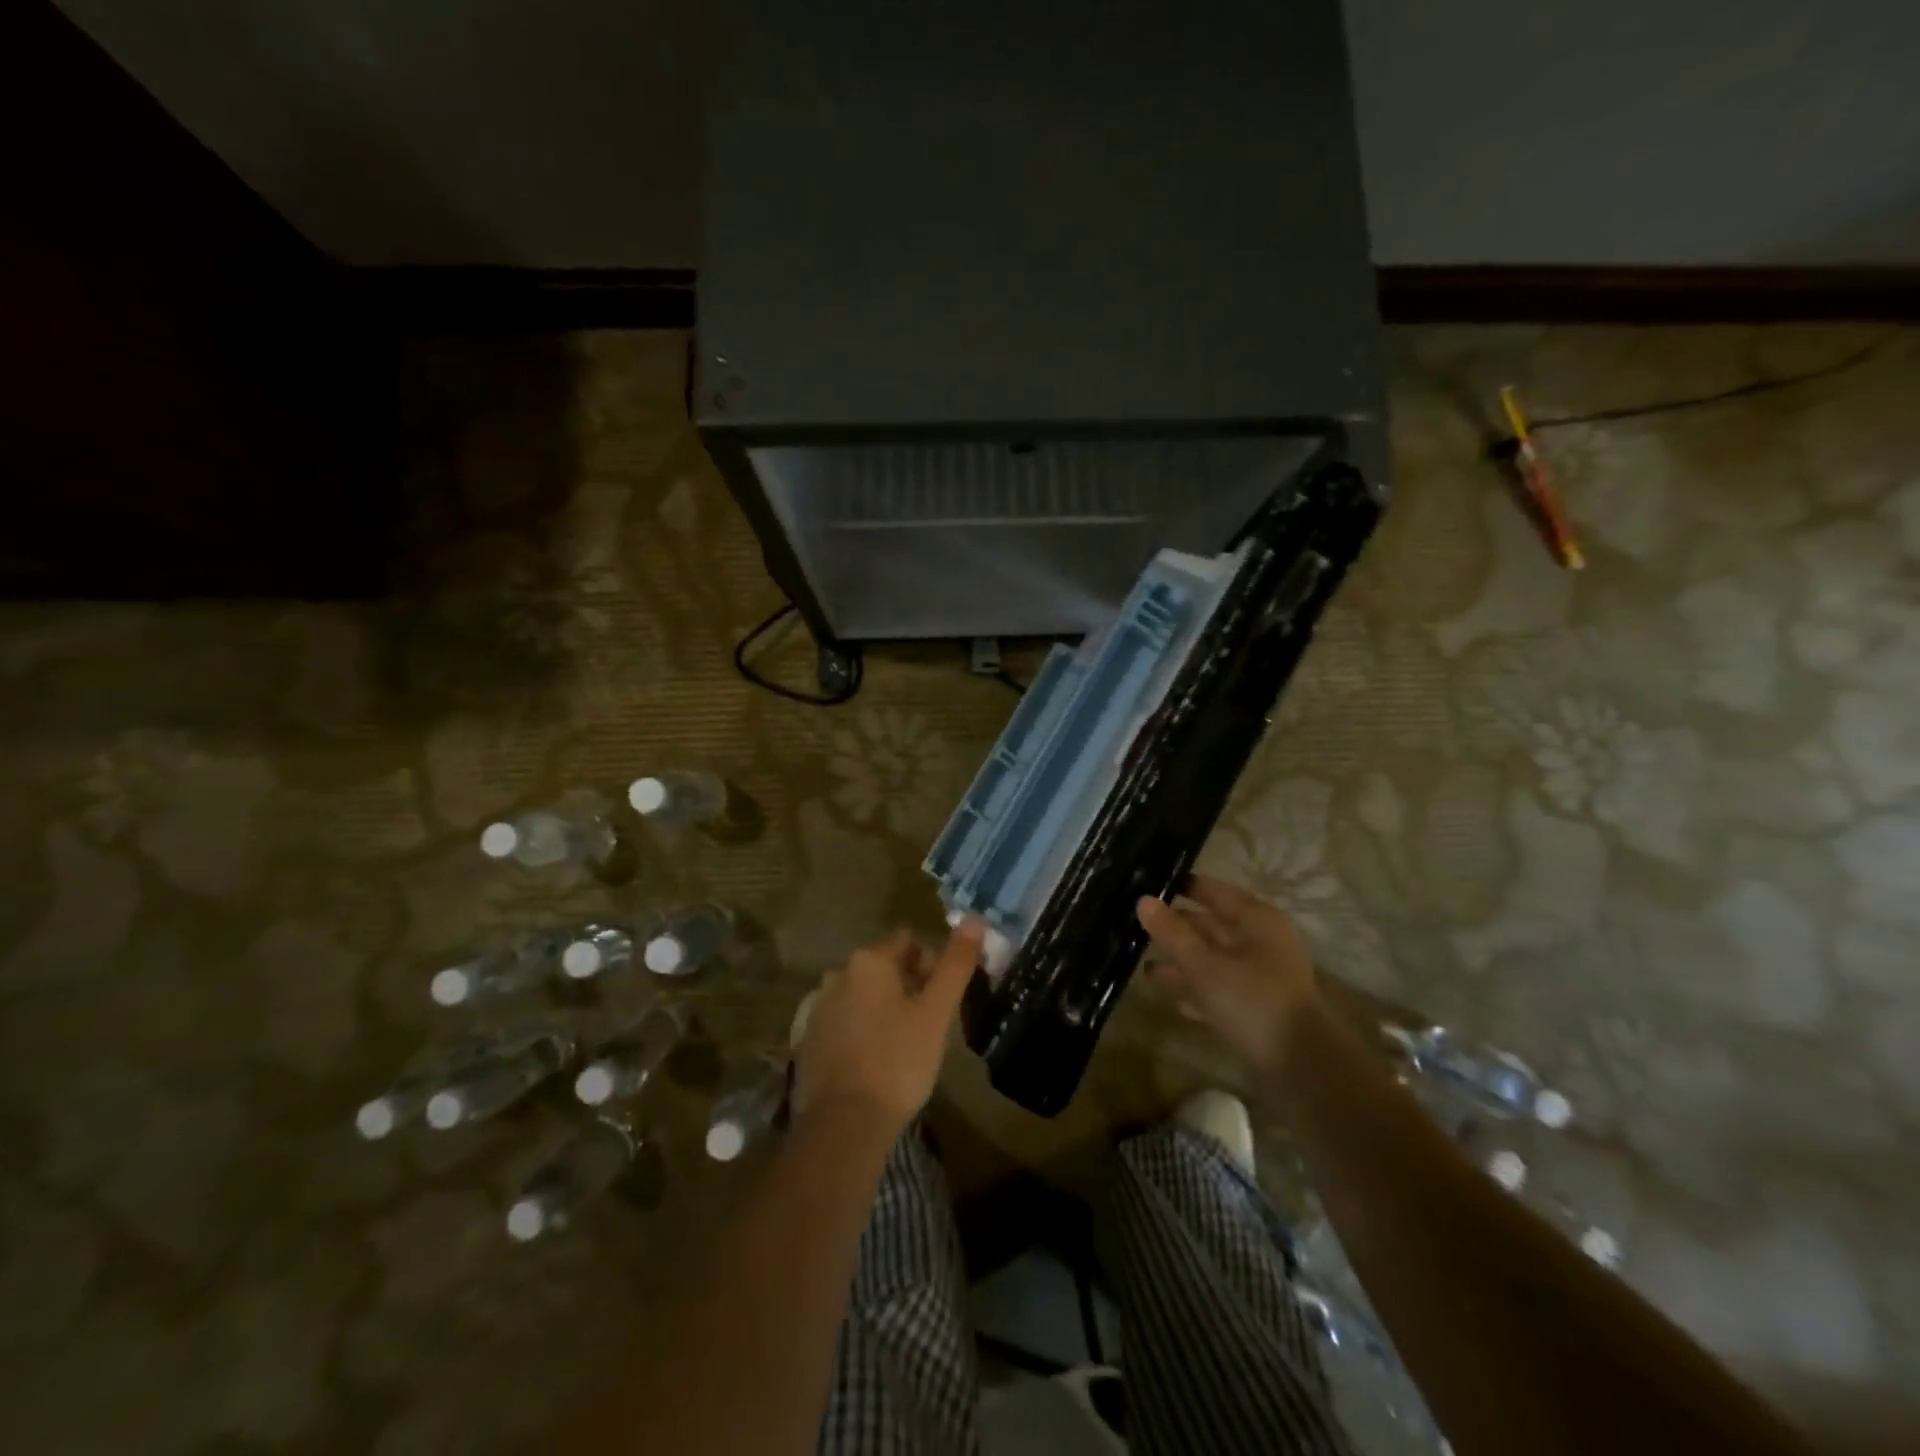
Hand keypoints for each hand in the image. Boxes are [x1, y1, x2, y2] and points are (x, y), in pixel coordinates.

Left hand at [792, 923, 983, 1140]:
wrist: (843, 1126)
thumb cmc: (898, 1062)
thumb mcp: (936, 1013)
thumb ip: (955, 965)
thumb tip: (974, 920)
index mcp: (868, 960)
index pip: (908, 943)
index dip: (932, 967)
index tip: (943, 1001)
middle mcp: (837, 974)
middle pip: (884, 968)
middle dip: (908, 988)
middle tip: (928, 1025)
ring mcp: (818, 1008)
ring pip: (863, 996)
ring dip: (884, 1010)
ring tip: (904, 1047)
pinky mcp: (808, 1040)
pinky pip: (844, 1023)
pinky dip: (862, 1032)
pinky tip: (875, 1063)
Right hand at [1137, 877, 1320, 1070]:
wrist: (1302, 1067)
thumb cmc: (1252, 1001)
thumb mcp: (1204, 965)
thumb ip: (1172, 933)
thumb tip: (1143, 900)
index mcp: (1256, 920)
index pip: (1211, 891)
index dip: (1180, 887)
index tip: (1145, 886)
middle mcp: (1260, 941)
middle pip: (1210, 926)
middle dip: (1175, 928)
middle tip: (1135, 926)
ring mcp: (1260, 976)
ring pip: (1212, 959)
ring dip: (1181, 962)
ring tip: (1143, 965)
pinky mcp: (1256, 1007)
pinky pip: (1219, 989)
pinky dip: (1196, 989)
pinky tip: (1169, 996)